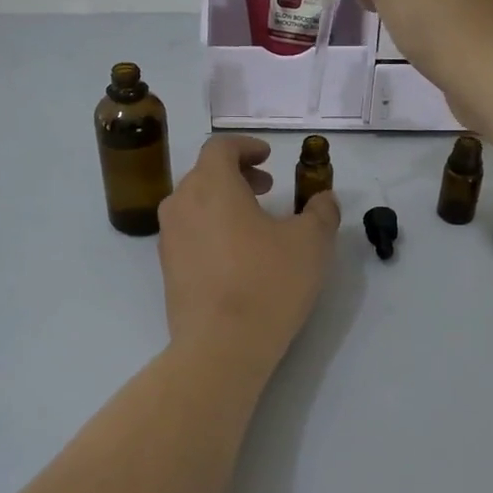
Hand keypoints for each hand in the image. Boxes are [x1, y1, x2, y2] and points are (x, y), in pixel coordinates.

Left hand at [158, 136, 338, 369]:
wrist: (220, 346)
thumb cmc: (267, 283)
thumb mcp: (311, 244)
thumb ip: (321, 212)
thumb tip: (324, 198)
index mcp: (212, 185)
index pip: (220, 147)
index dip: (246, 146)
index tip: (267, 157)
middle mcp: (181, 204)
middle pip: (204, 173)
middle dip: (237, 174)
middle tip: (266, 188)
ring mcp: (169, 237)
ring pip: (194, 203)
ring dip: (222, 201)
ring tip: (254, 222)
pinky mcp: (167, 268)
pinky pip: (188, 232)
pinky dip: (210, 227)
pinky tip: (236, 255)